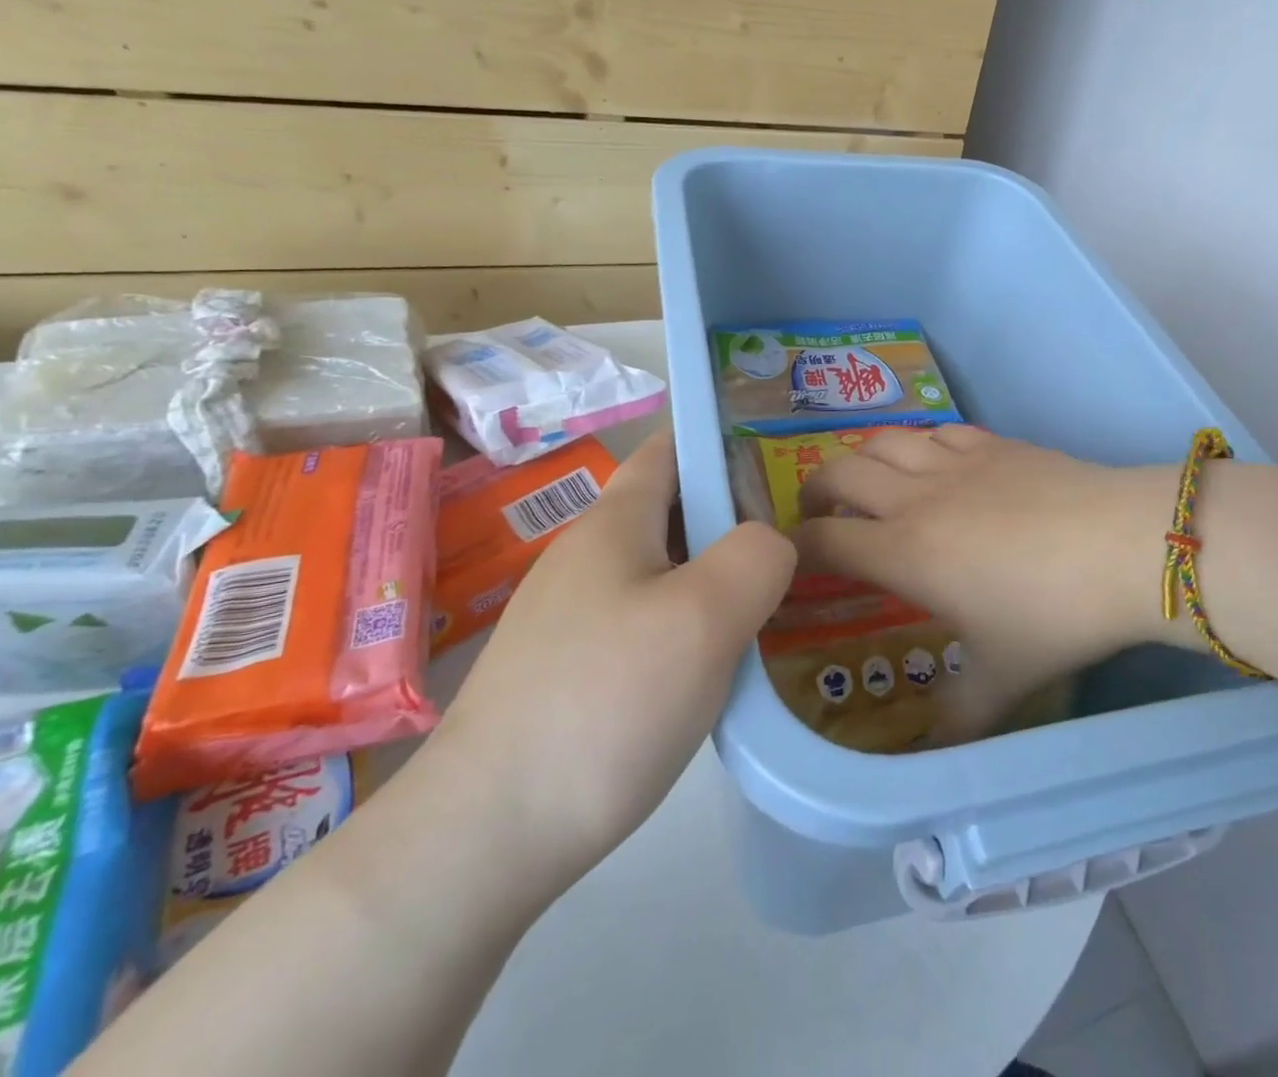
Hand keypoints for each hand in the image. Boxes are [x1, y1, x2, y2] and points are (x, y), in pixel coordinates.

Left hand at [421, 432, 793, 895]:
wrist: (483, 836)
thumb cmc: (606, 703)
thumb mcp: (706, 616)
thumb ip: (758, 556)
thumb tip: (770, 543)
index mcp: (615, 523)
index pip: (670, 449)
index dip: (720, 441)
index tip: (777, 461)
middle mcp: (586, 557)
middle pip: (671, 511)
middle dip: (732, 518)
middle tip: (794, 549)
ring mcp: (570, 616)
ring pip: (661, 572)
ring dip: (713, 578)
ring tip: (766, 610)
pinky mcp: (566, 671)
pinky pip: (643, 624)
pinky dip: (687, 628)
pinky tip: (710, 672)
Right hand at [792, 425, 1179, 737]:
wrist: (1123, 546)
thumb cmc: (1052, 615)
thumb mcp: (1003, 679)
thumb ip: (960, 719)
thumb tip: (933, 755)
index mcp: (904, 552)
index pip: (822, 541)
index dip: (793, 548)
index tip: (787, 559)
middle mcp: (915, 498)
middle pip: (839, 474)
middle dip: (816, 491)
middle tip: (822, 514)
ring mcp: (954, 461)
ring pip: (883, 441)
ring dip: (863, 458)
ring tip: (871, 482)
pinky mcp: (992, 442)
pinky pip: (937, 430)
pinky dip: (920, 443)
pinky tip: (935, 462)